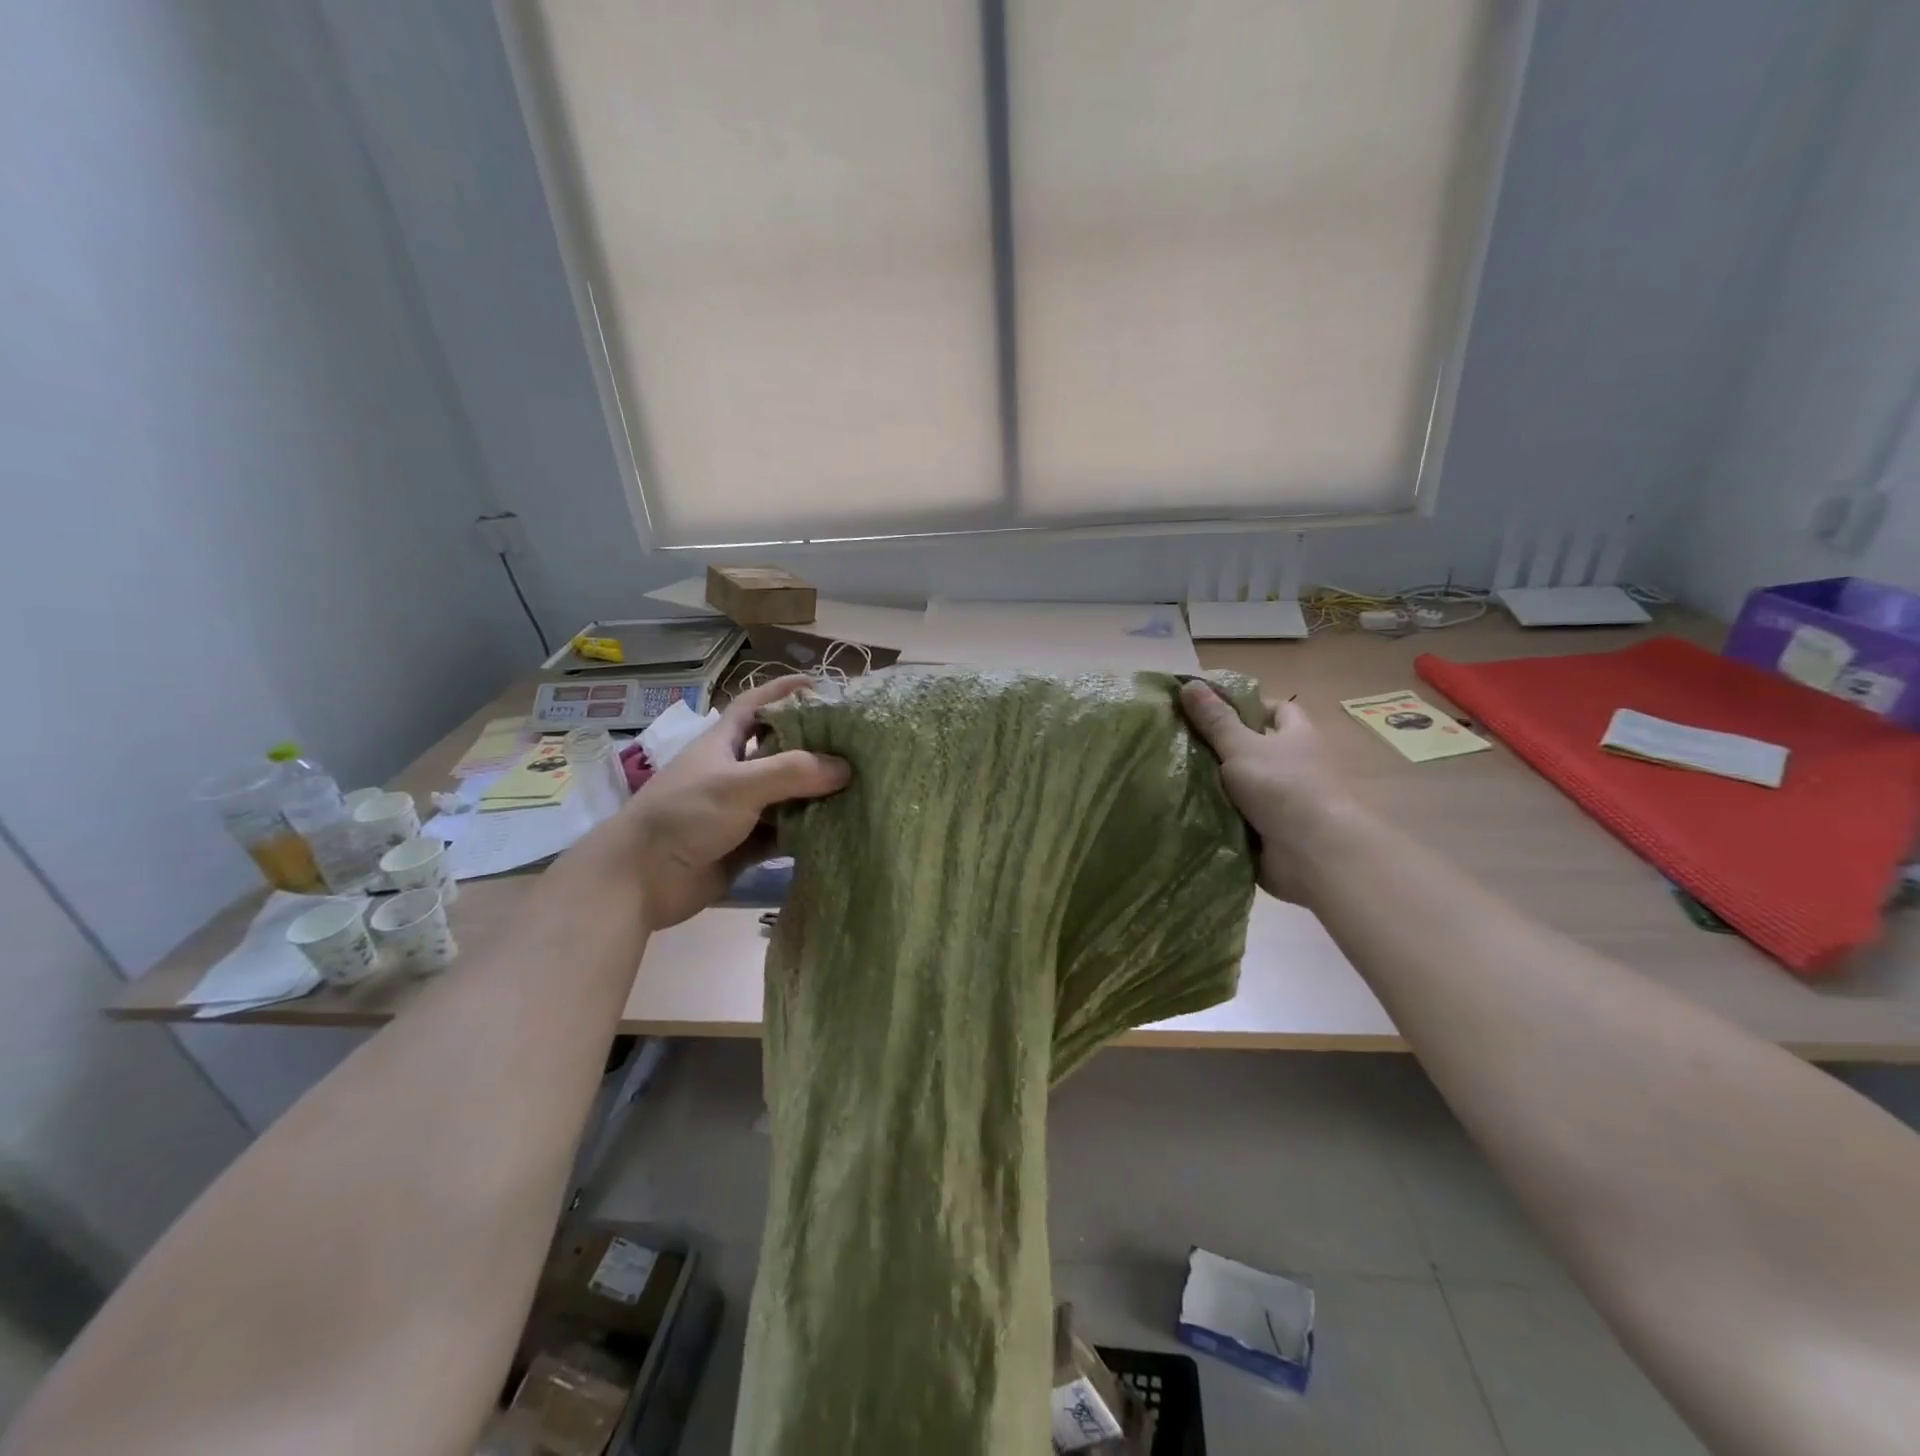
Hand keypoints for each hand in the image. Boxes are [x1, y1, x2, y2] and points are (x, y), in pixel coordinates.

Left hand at [612, 676, 848, 929]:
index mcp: (723, 744)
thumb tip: (845, 768)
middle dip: (814, 746)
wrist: (640, 880)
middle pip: (779, 751)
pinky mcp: (744, 846)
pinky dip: (807, 831)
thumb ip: (793, 772)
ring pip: (786, 795)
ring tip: (859, 787)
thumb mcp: (739, 784)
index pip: (755, 705)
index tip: (819, 685)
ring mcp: (739, 811)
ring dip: (816, 793)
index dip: (782, 691)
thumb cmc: (685, 816)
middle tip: (855, 745)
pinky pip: (783, 834)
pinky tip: (838, 829)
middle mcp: (733, 773)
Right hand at [1180, 681, 1354, 904]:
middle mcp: (1296, 766)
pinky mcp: (1273, 832)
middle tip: (1181, 743)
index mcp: (1297, 737)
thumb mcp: (1242, 746)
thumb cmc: (1283, 787)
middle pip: (1257, 748)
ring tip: (1174, 776)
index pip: (1278, 710)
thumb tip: (1189, 684)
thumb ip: (1216, 720)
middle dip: (1223, 747)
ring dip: (1217, 784)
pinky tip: (1187, 809)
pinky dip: (1219, 815)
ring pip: (1245, 784)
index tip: (1211, 709)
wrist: (1313, 853)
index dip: (1249, 705)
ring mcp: (1285, 801)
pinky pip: (1239, 817)